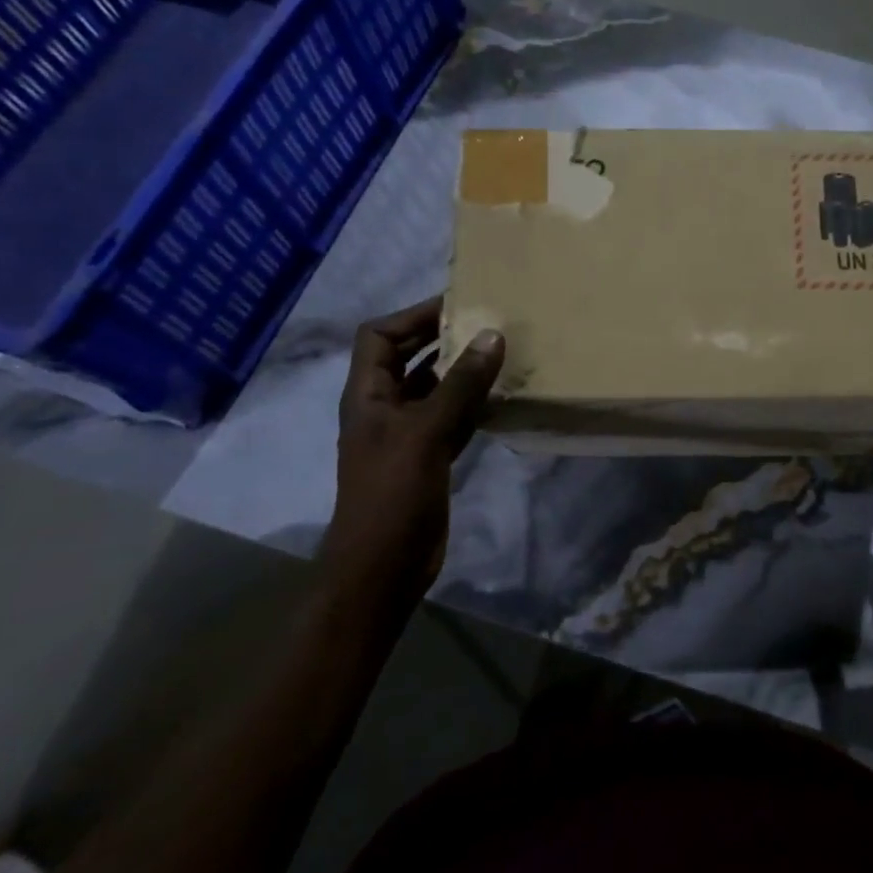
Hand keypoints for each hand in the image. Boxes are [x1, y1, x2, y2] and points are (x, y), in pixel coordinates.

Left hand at [324, 298, 504, 605]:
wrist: (384, 567)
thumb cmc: (393, 493)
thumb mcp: (427, 432)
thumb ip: (460, 384)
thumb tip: (492, 335)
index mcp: (368, 395)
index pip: (379, 336)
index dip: (412, 316)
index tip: (457, 305)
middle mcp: (385, 407)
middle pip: (410, 357)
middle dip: (444, 338)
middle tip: (489, 323)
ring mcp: (407, 434)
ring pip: (436, 388)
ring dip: (465, 372)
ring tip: (504, 353)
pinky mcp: (429, 456)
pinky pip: (454, 417)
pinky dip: (475, 404)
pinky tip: (504, 397)